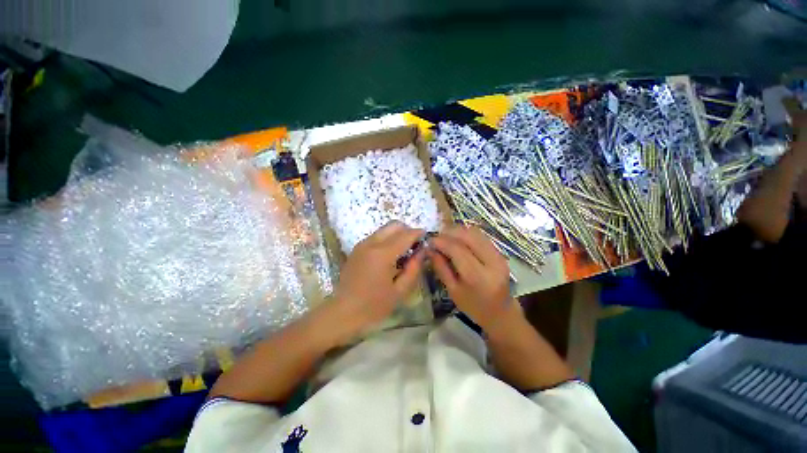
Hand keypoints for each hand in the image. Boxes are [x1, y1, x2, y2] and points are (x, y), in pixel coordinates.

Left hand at [328, 221, 425, 341]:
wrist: (343, 311)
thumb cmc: (374, 305)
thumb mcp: (400, 291)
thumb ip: (413, 269)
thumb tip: (422, 251)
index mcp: (383, 254)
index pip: (405, 235)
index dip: (418, 233)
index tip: (427, 237)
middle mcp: (371, 243)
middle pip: (394, 225)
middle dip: (407, 231)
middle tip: (414, 245)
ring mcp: (362, 244)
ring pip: (384, 229)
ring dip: (397, 234)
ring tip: (403, 252)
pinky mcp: (357, 248)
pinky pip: (376, 236)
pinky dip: (387, 239)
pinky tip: (389, 256)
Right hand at [429, 225, 516, 331]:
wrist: (500, 312)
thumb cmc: (473, 306)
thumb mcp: (452, 290)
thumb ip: (441, 268)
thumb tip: (429, 249)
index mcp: (478, 277)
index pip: (457, 250)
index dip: (441, 241)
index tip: (429, 240)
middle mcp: (492, 262)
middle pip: (468, 236)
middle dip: (449, 232)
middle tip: (436, 237)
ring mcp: (499, 256)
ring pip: (475, 233)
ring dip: (458, 231)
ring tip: (445, 237)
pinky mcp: (500, 252)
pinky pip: (481, 236)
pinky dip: (466, 234)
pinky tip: (457, 239)